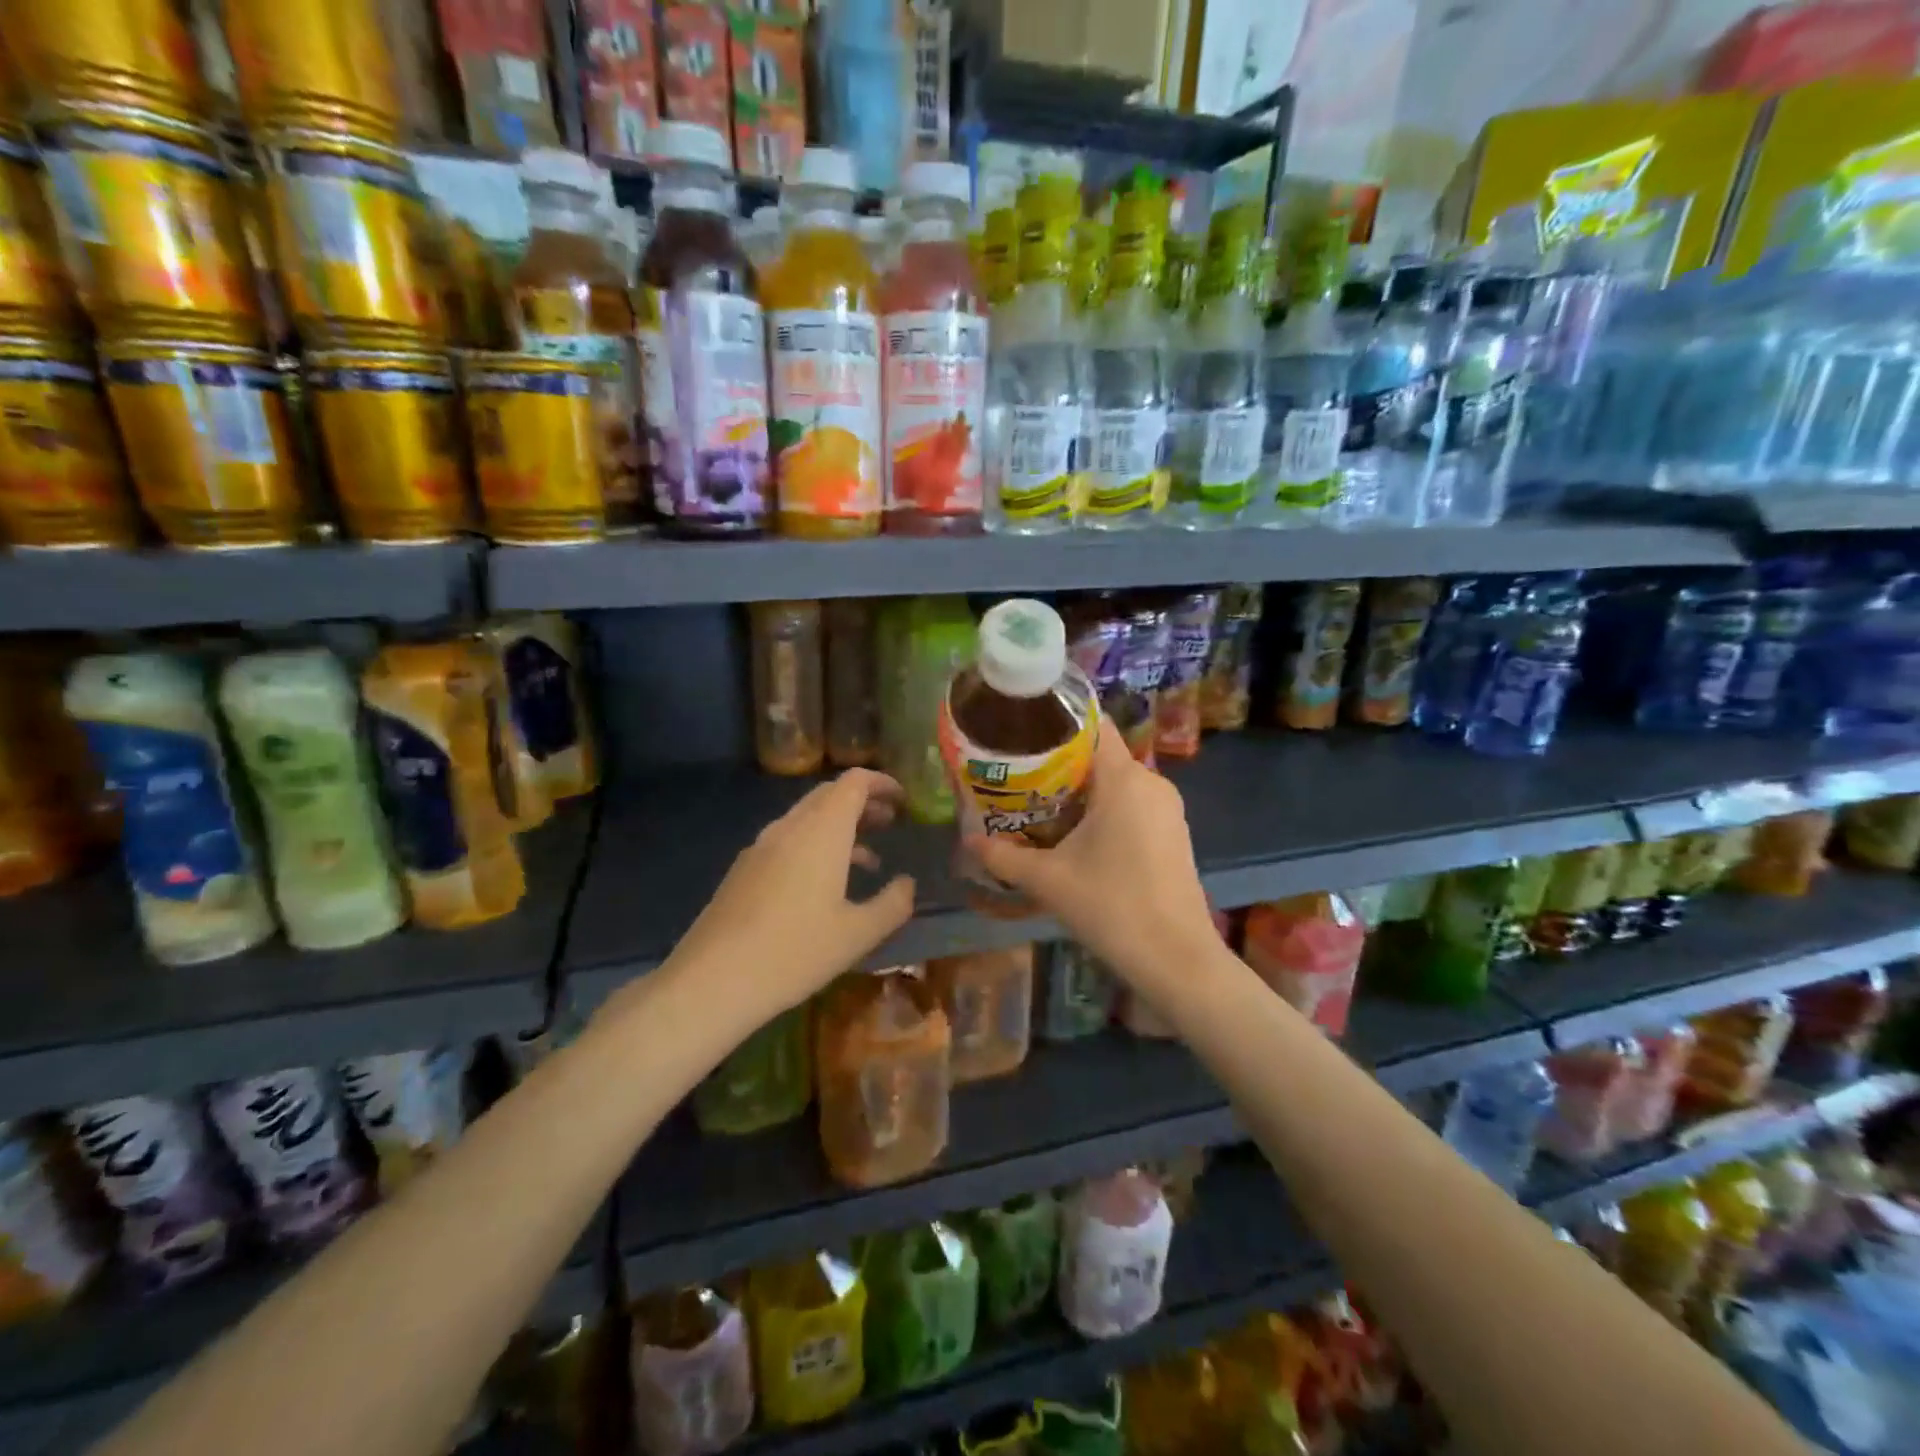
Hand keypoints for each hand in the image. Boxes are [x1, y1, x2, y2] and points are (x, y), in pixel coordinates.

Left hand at [669, 768, 915, 1017]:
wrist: (712, 980)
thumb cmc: (795, 951)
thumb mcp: (858, 935)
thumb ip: (892, 904)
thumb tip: (907, 884)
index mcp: (822, 831)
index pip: (854, 782)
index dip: (881, 782)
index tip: (904, 799)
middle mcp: (790, 827)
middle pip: (829, 794)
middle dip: (863, 802)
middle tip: (891, 822)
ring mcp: (761, 846)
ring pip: (807, 818)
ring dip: (840, 826)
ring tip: (868, 858)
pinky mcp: (743, 868)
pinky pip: (788, 839)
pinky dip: (816, 844)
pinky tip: (824, 884)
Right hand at [965, 727, 1215, 990]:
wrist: (1176, 958)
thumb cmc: (1111, 906)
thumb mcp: (1048, 881)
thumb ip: (1004, 857)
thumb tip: (968, 842)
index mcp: (1123, 779)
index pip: (1093, 725)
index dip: (1058, 722)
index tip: (1024, 732)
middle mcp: (1151, 782)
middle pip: (1100, 755)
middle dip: (1060, 763)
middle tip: (1018, 776)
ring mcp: (1167, 809)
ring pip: (1117, 783)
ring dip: (1081, 790)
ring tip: (1039, 804)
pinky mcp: (1174, 833)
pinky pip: (1133, 804)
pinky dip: (1104, 809)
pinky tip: (1076, 836)